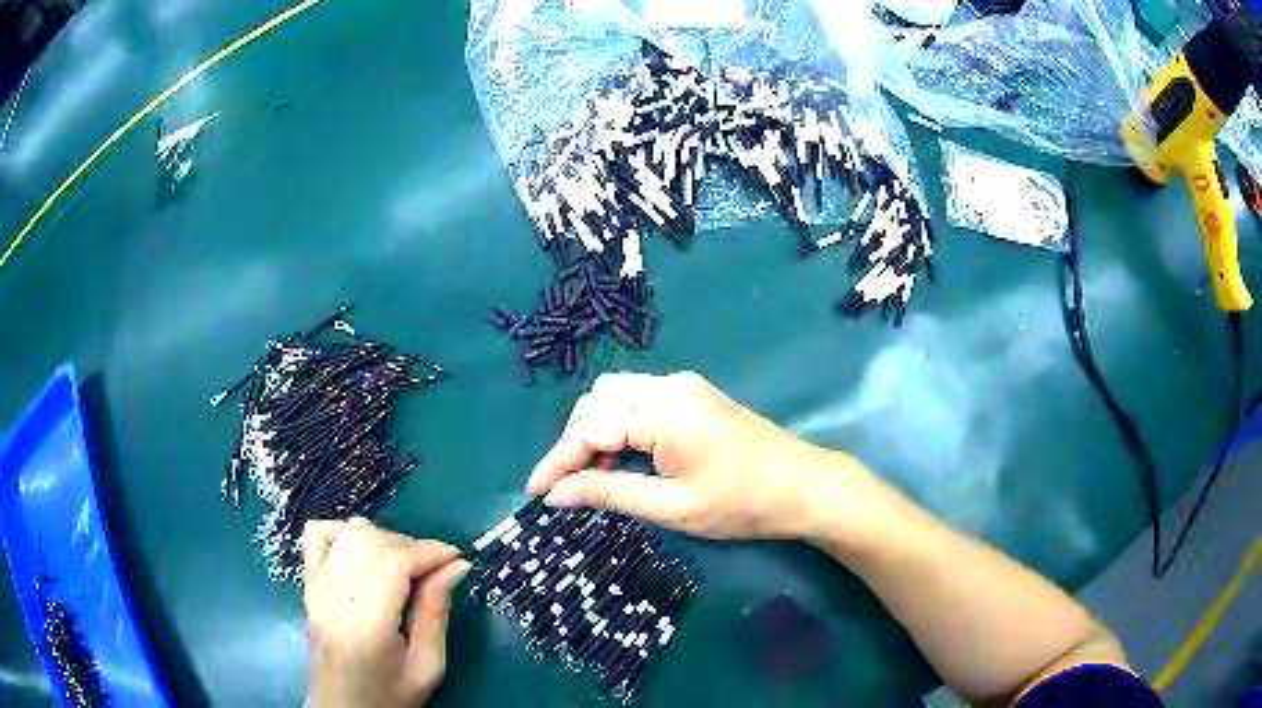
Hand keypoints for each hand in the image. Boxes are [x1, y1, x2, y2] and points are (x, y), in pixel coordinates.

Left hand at [303, 517, 470, 707]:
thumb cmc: (390, 695)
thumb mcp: (427, 666)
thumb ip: (436, 613)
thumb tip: (457, 566)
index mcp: (366, 624)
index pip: (393, 561)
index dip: (430, 551)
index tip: (457, 559)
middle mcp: (334, 597)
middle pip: (372, 539)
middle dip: (412, 545)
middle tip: (434, 569)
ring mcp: (315, 586)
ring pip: (349, 531)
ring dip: (384, 538)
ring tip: (404, 564)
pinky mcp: (307, 582)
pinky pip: (317, 533)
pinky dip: (345, 532)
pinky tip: (364, 553)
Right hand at [527, 371, 871, 539]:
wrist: (805, 487)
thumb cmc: (742, 503)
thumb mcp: (671, 506)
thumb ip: (609, 493)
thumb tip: (555, 495)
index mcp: (662, 410)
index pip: (590, 429)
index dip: (557, 461)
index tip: (535, 492)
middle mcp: (668, 386)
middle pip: (598, 402)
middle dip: (573, 442)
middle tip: (565, 486)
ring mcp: (684, 387)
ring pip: (617, 398)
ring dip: (596, 432)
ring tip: (593, 477)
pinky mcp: (695, 396)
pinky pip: (640, 402)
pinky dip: (621, 427)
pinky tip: (623, 460)